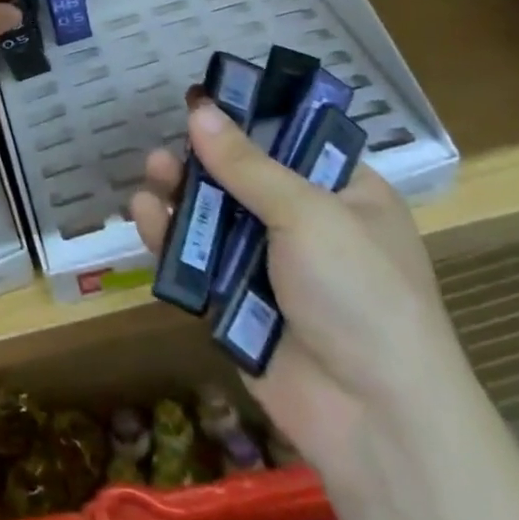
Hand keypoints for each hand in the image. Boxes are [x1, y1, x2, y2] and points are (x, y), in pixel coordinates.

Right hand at [130, 98, 464, 485]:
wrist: (375, 419)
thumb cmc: (360, 293)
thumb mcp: (308, 214)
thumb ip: (247, 163)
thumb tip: (199, 109)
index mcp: (346, 195)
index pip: (293, 140)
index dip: (249, 118)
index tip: (205, 99)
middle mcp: (308, 225)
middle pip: (244, 177)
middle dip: (204, 159)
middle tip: (169, 144)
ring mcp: (271, 266)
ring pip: (215, 217)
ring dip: (181, 194)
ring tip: (152, 171)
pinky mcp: (237, 303)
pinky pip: (197, 261)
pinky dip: (170, 238)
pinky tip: (143, 215)